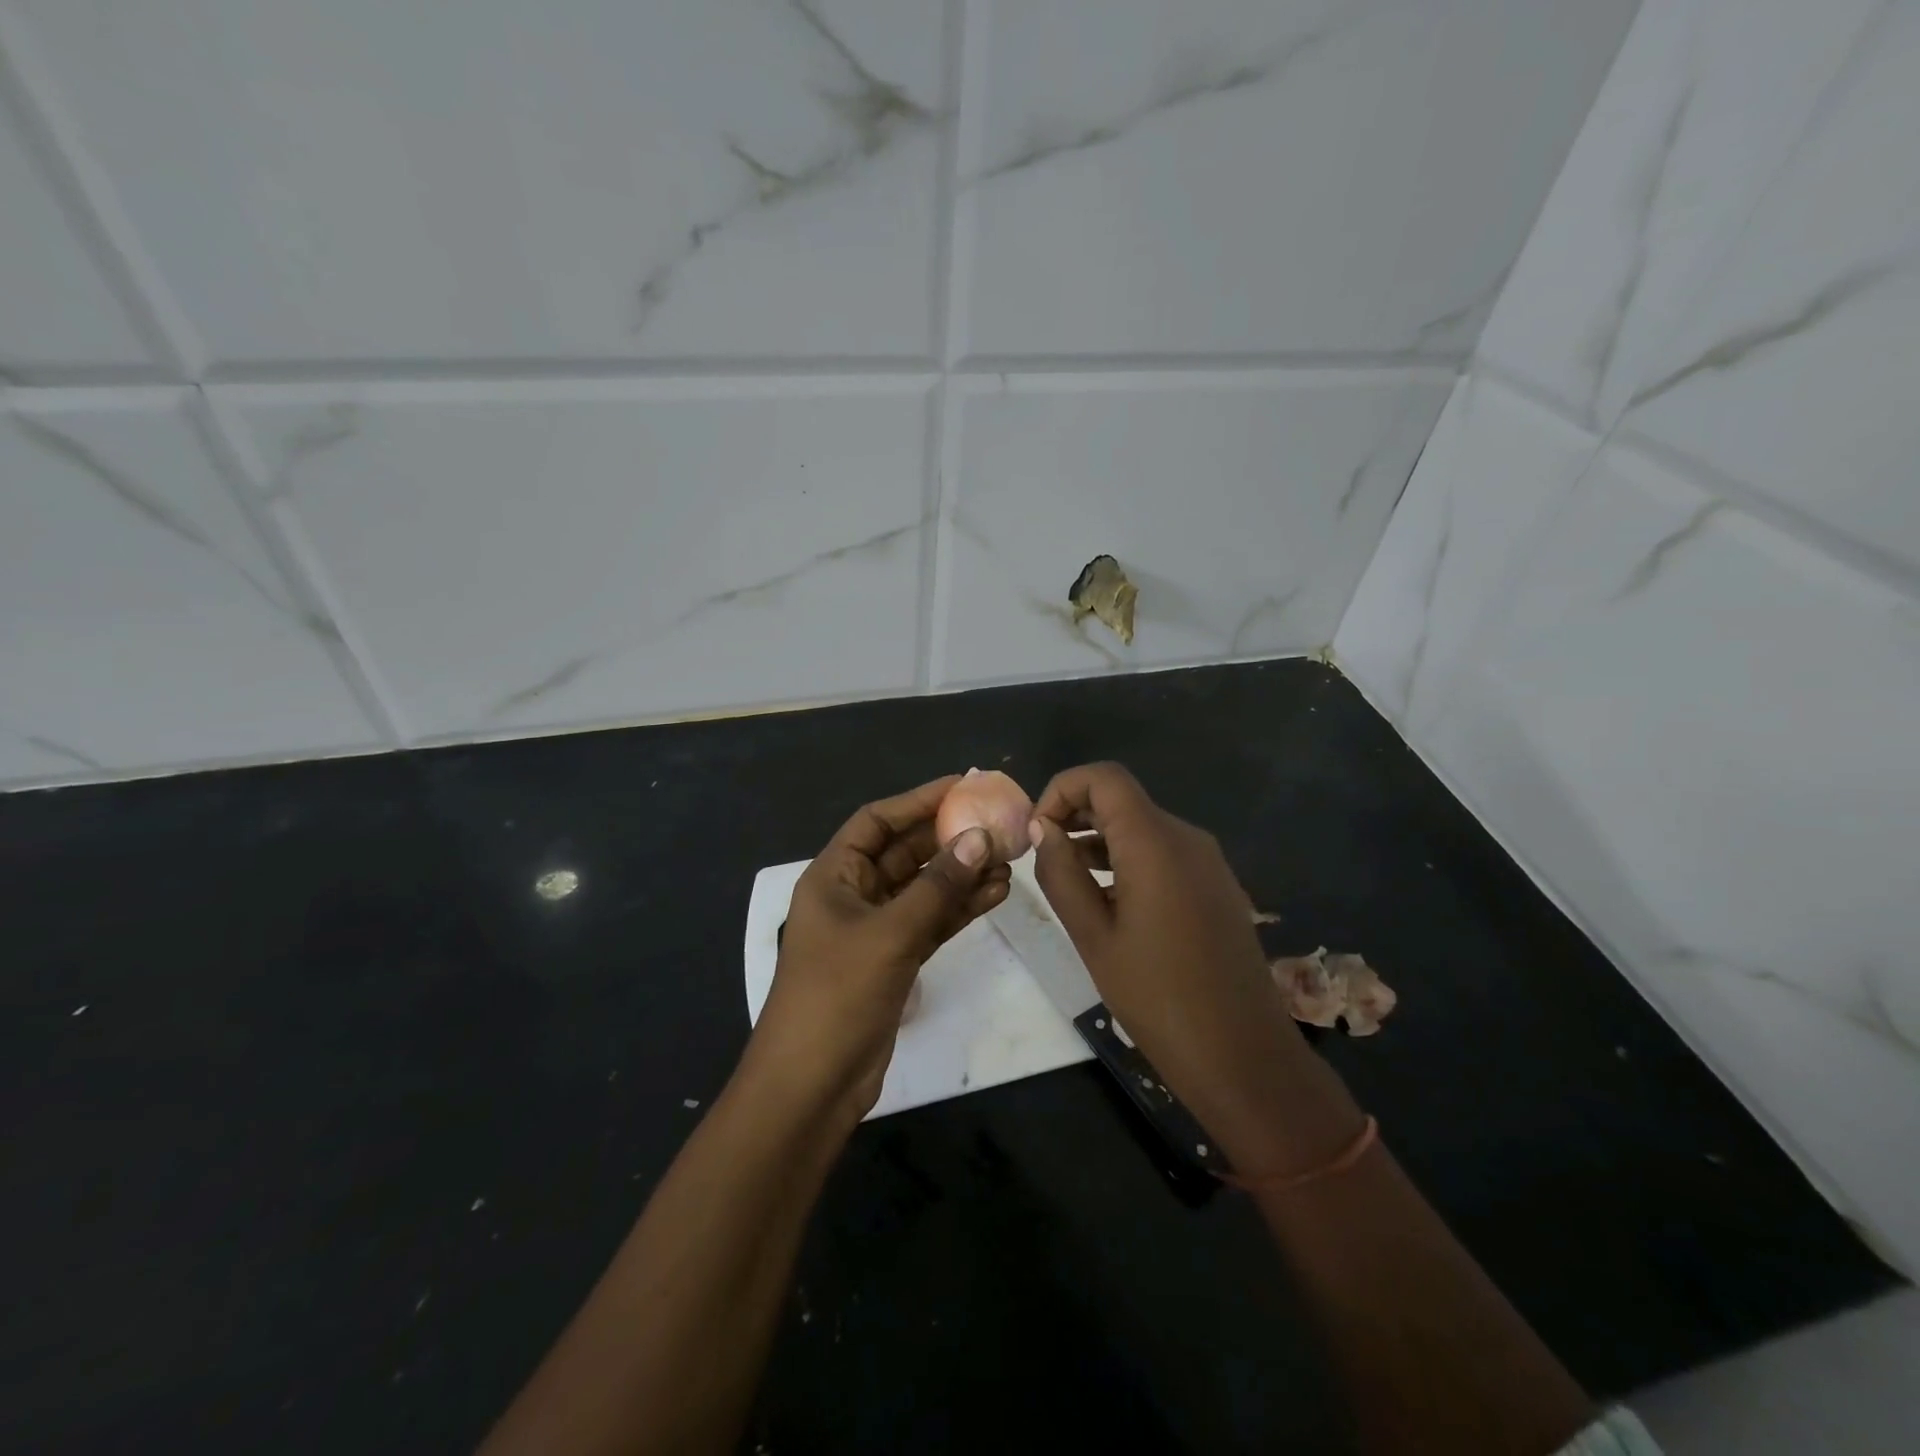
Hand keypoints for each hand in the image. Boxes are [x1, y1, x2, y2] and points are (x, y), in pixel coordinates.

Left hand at [745, 775, 1010, 1124]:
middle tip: (997, 823)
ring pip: (924, 888)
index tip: (962, 786)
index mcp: (834, 876)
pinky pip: (931, 921)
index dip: (917, 800)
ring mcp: (875, 928)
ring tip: (1008, 860)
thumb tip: (979, 838)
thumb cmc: (837, 995)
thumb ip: (937, 886)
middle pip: (904, 852)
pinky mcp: (895, 958)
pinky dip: (960, 908)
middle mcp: (853, 894)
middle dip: (949, 838)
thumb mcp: (890, 934)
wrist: (813, 1084)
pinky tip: (996, 894)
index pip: (877, 821)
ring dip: (962, 874)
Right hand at [1028, 763, 1361, 1175]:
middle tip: (1042, 853)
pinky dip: (1128, 859)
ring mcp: (1208, 862)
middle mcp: (1186, 837)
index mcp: (1155, 842)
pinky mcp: (1216, 886)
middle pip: (1123, 799)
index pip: (1104, 778)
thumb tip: (1043, 828)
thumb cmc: (1157, 996)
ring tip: (1066, 879)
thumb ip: (1061, 873)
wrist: (1243, 1054)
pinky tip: (1107, 900)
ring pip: (1143, 827)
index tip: (1037, 830)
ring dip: (1100, 839)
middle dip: (1077, 813)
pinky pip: (1164, 853)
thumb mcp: (1093, 935)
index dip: (1062, 789)